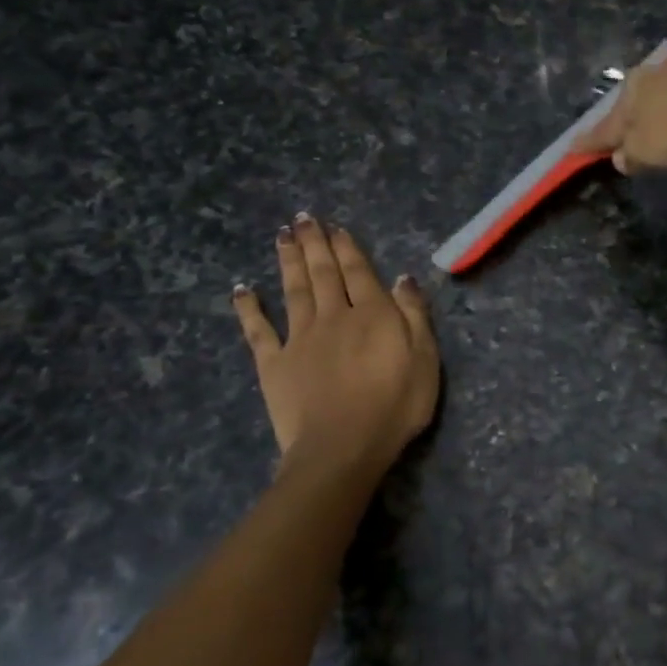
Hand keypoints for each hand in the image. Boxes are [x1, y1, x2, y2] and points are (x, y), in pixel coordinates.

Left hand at [231, 215, 439, 482]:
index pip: (359, 272)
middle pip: (323, 273)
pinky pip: (258, 330)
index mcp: (372, 314)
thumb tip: (402, 277)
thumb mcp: (425, 360)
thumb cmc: (394, 406)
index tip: (335, 226)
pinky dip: (249, 308)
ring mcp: (299, 338)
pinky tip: (242, 289)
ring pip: (293, 290)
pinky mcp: (274, 364)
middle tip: (304, 218)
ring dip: (288, 261)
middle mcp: (333, 316)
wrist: (342, 447)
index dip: (347, 248)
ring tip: (283, 236)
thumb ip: (414, 315)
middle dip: (315, 243)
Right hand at [574, 56, 666, 174]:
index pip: (606, 122)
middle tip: (660, 167)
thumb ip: (629, 156)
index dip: (591, 140)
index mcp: (634, 87)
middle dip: (656, 148)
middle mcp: (662, 76)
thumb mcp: (643, 150)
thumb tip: (623, 158)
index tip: (573, 148)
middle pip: (648, 122)